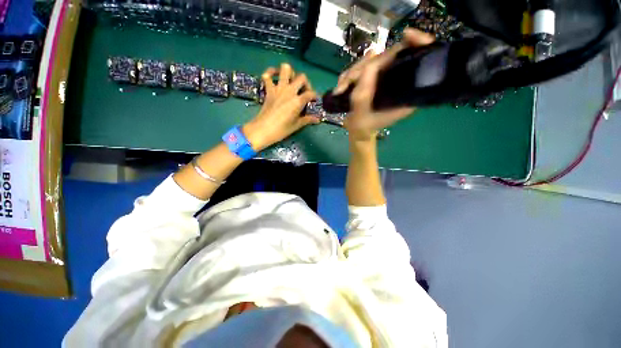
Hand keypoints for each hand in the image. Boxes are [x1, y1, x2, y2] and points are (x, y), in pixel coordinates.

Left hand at [243, 63, 318, 150]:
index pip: (310, 93)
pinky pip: (267, 76)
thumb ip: (307, 120)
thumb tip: (318, 119)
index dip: (314, 96)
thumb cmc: (281, 130)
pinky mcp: (269, 90)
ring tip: (291, 81)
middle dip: (305, 83)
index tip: (313, 101)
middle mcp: (289, 91)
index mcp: (298, 101)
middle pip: (302, 77)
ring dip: (290, 73)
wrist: (263, 129)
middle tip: (304, 91)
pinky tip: (273, 77)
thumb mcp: (296, 125)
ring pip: (285, 69)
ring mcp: (278, 88)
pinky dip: (270, 73)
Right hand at [334, 29, 434, 141]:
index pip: (419, 60)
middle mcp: (397, 82)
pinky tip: (341, 88)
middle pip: (388, 57)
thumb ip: (363, 93)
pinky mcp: (373, 79)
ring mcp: (383, 79)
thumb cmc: (363, 127)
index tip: (406, 36)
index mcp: (405, 92)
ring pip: (370, 61)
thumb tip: (370, 60)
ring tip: (340, 90)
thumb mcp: (362, 114)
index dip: (418, 43)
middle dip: (363, 68)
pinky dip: (348, 77)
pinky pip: (360, 68)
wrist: (359, 131)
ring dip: (350, 75)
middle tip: (346, 85)